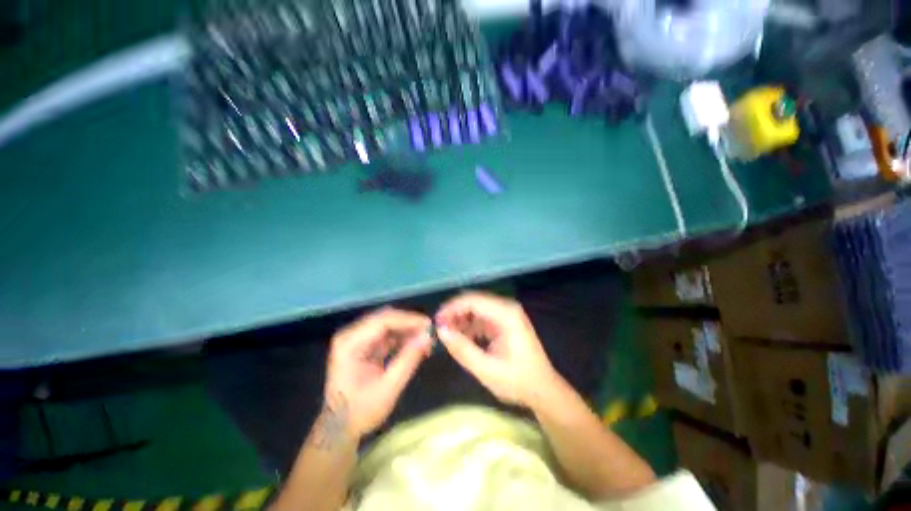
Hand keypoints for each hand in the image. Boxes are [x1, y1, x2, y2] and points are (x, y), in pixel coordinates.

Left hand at [322, 308, 431, 439]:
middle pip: (385, 318)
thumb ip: (408, 360)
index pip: (382, 320)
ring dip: (407, 330)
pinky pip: (387, 333)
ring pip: (388, 324)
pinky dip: (402, 338)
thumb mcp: (388, 388)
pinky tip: (415, 346)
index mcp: (350, 343)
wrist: (339, 428)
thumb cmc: (360, 412)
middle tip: (429, 333)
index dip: (407, 320)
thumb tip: (428, 337)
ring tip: (425, 342)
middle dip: (409, 324)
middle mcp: (352, 335)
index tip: (428, 325)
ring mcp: (357, 338)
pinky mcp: (364, 344)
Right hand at [435, 292, 558, 407]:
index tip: (436, 322)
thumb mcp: (486, 369)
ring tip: (449, 336)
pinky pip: (482, 317)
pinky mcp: (505, 322)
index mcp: (506, 315)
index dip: (452, 308)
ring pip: (477, 308)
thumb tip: (441, 330)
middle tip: (440, 329)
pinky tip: (463, 339)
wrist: (544, 390)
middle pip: (474, 302)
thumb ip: (462, 349)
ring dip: (461, 319)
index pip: (473, 300)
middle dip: (455, 313)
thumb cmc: (518, 381)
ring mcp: (507, 314)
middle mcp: (507, 308)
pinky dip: (470, 326)